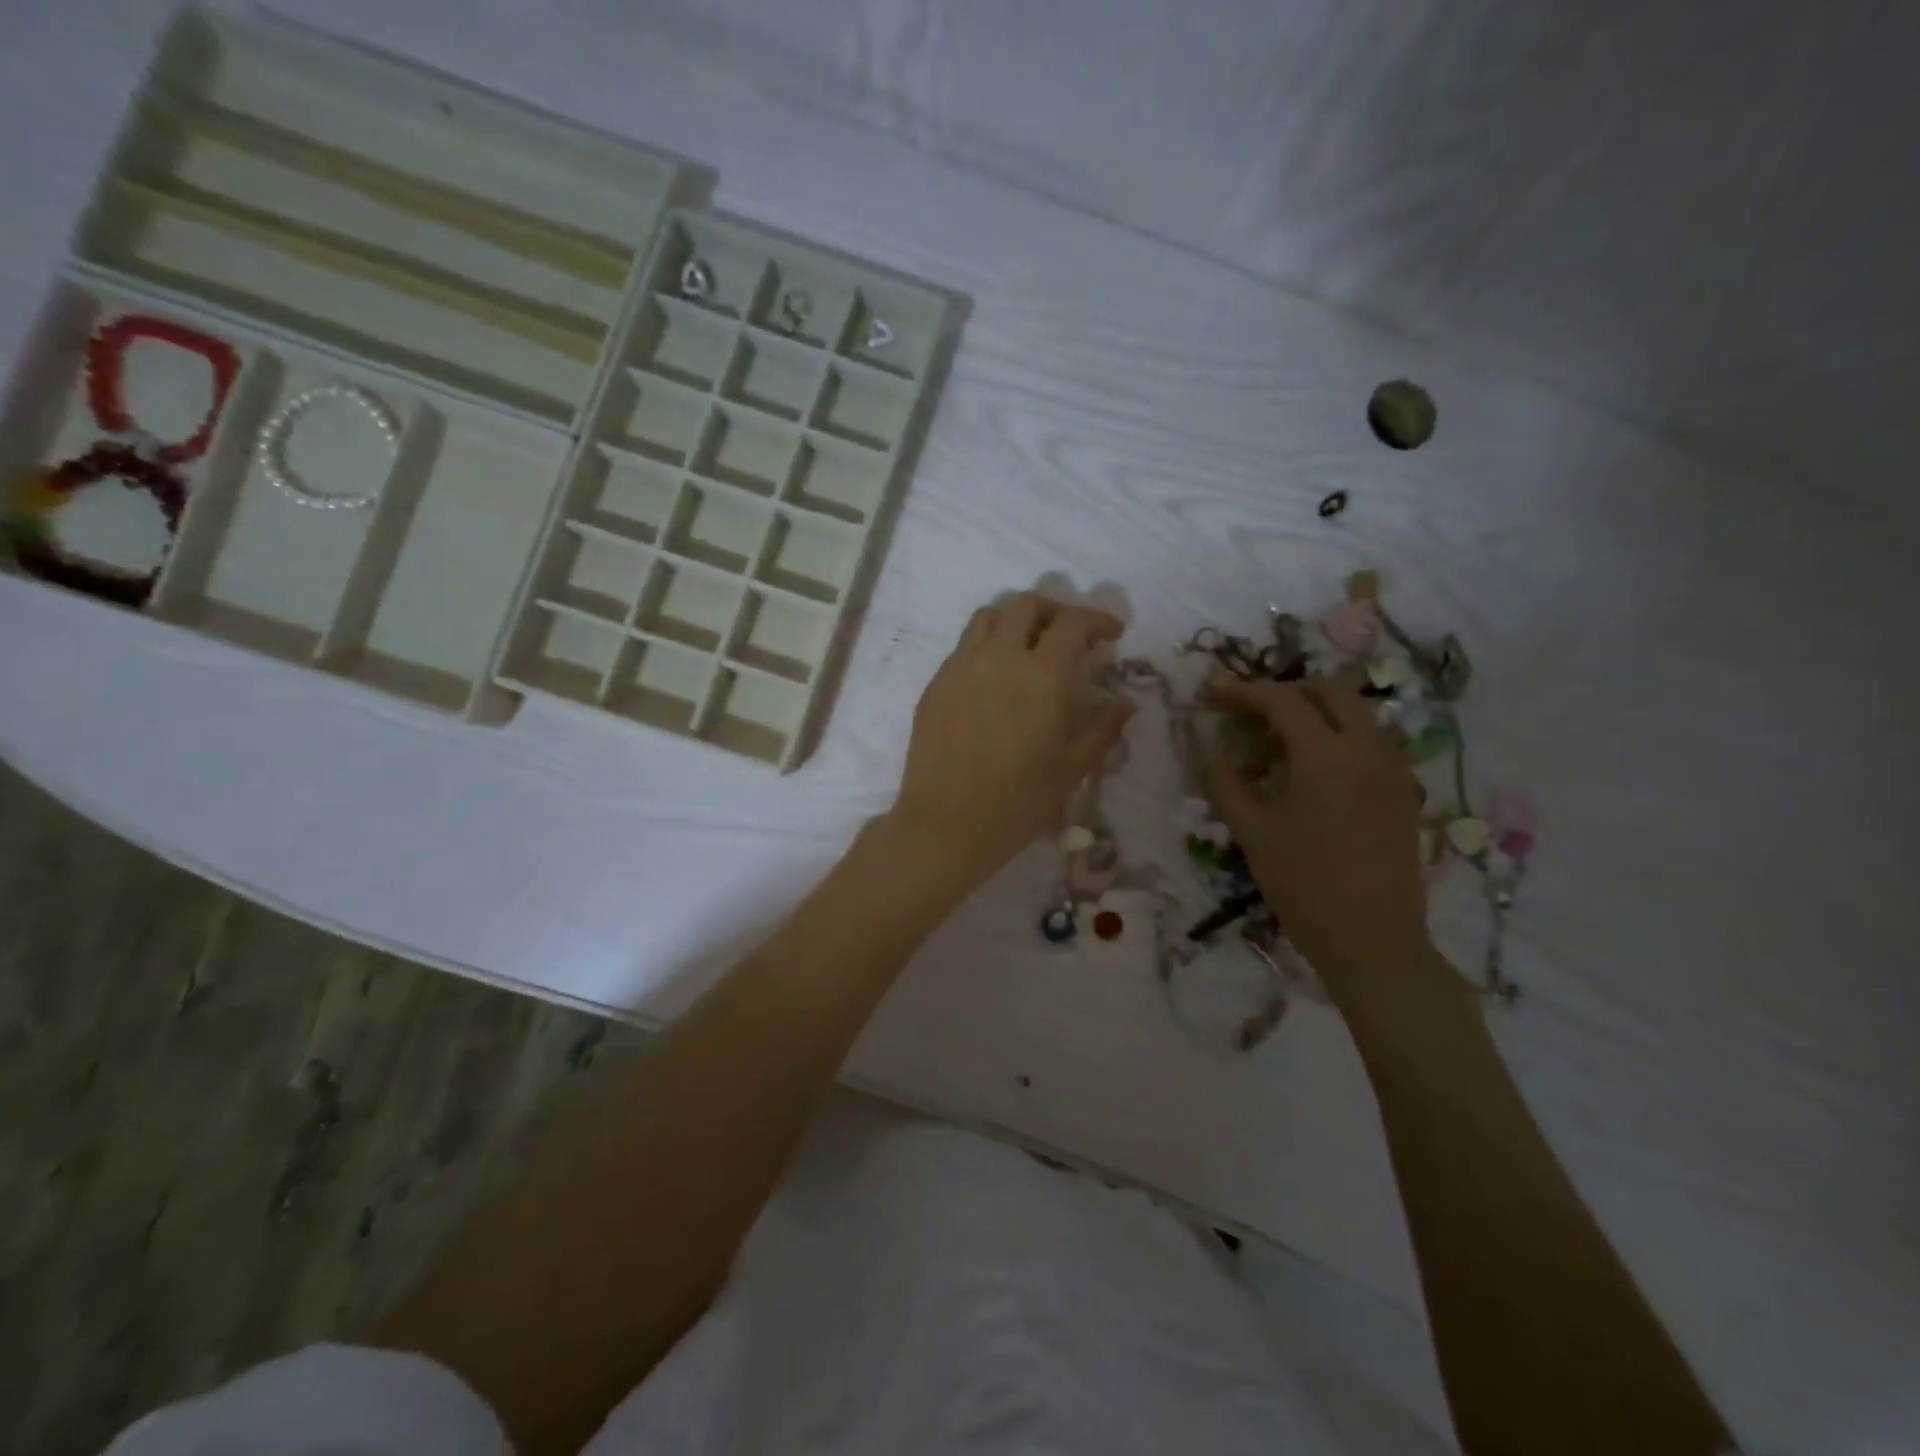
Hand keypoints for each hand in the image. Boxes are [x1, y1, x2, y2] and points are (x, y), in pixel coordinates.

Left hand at [888, 594, 1133, 890]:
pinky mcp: (935, 684)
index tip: (1112, 633)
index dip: (1098, 619)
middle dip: (1056, 611)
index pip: (1073, 622)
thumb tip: (1124, 702)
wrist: (945, 825)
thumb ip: (1103, 728)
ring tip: (1030, 646)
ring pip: (989, 616)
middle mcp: (999, 657)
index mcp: (1041, 675)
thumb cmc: (1018, 802)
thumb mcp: (1072, 769)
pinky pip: (964, 646)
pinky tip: (996, 677)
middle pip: (1026, 605)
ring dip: (1016, 619)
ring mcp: (960, 666)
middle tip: (1070, 636)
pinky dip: (987, 644)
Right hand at [1198, 675, 1435, 993]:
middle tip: (1247, 711)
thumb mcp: (1251, 831)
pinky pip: (1369, 739)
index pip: (1281, 699)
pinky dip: (1336, 734)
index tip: (1210, 694)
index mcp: (1326, 755)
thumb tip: (1199, 738)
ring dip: (1314, 710)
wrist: (1374, 941)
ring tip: (1276, 739)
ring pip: (1355, 711)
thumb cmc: (1303, 885)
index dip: (1241, 691)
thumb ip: (1221, 778)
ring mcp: (1393, 767)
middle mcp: (1367, 748)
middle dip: (1284, 690)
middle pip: (1328, 689)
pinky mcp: (1403, 789)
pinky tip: (1311, 768)